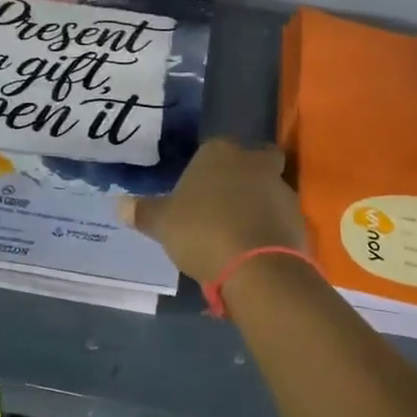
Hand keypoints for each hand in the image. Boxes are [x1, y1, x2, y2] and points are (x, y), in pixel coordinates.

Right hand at [129, 139, 306, 285]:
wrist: (256, 267)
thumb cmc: (202, 232)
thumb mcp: (162, 224)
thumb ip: (142, 212)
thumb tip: (118, 204)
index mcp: (220, 152)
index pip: (214, 148)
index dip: (206, 169)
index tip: (197, 192)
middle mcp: (254, 162)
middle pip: (252, 161)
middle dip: (243, 177)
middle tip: (223, 205)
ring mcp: (282, 189)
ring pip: (268, 189)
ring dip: (257, 205)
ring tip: (237, 235)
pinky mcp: (298, 218)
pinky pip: (279, 219)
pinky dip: (269, 229)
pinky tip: (254, 251)